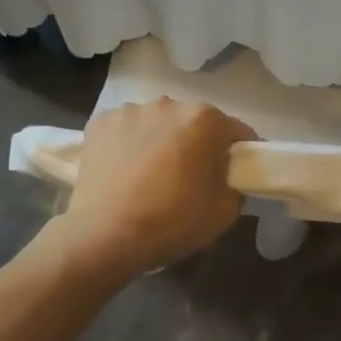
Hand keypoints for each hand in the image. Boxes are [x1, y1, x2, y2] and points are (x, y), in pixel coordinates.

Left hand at [57, 98, 256, 276]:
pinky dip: (130, 144)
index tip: (236, 173)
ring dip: (161, 140)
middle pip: (193, 123)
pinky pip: (126, 130)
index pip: (236, 131)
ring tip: (152, 174)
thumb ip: (235, 183)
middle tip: (191, 177)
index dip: (240, 153)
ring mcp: (129, 111)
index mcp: (204, 119)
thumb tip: (227, 175)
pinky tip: (125, 171)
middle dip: (197, 144)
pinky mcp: (100, 123)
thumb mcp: (225, 211)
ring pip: (157, 124)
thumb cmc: (172, 221)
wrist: (105, 236)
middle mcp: (168, 104)